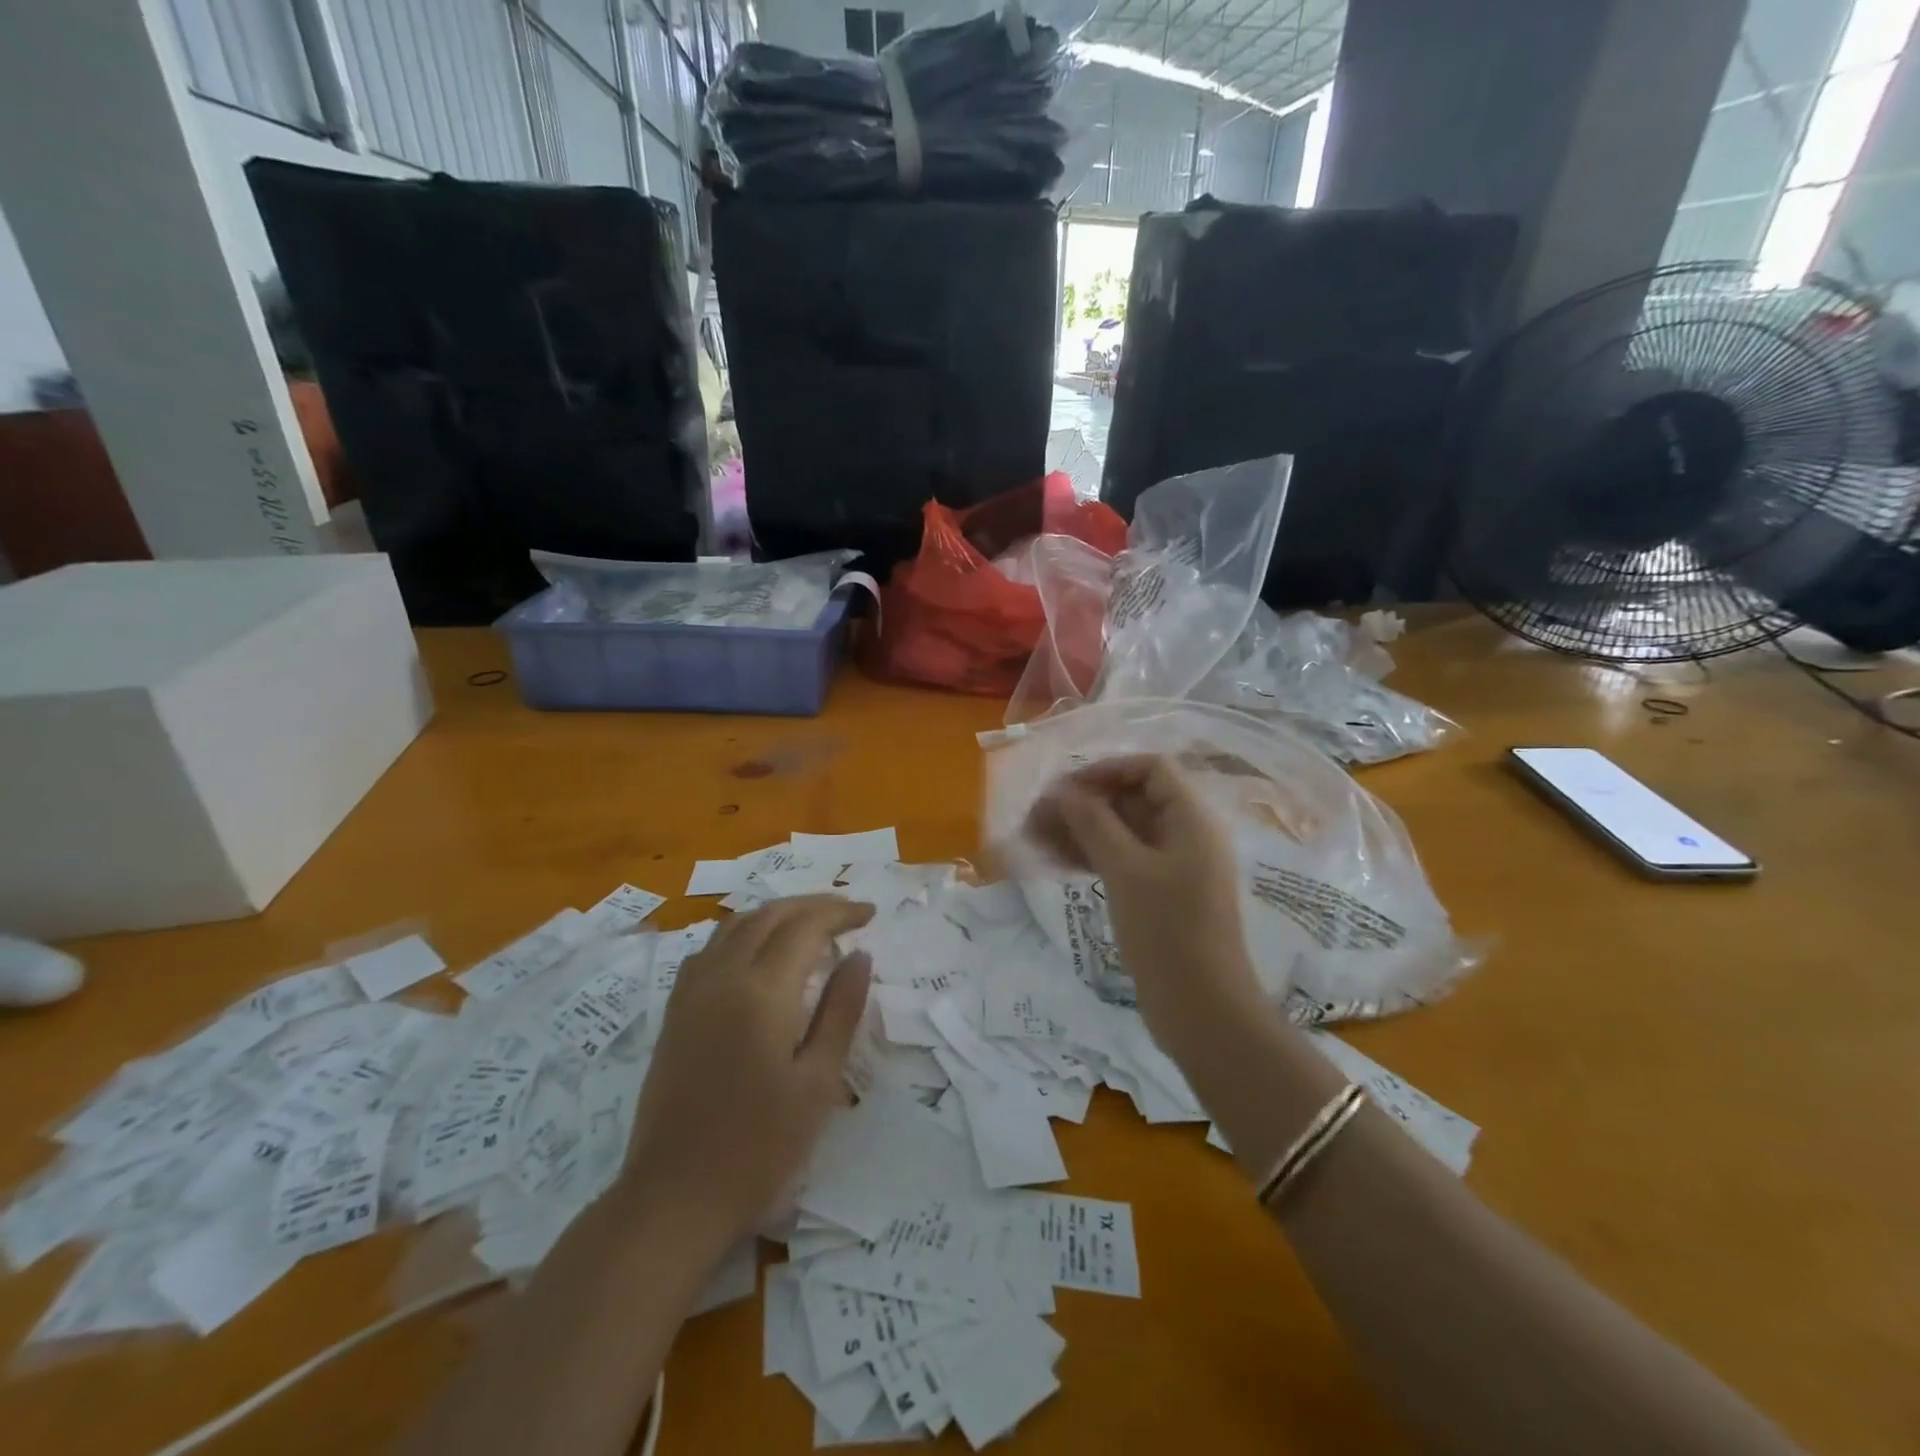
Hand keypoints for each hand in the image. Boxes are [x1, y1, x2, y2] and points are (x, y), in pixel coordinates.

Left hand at [624, 896, 873, 1245]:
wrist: (674, 1198)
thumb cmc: (759, 1147)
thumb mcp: (818, 1082)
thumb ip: (840, 1010)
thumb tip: (860, 956)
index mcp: (762, 990)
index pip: (805, 926)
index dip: (840, 912)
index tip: (870, 914)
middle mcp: (722, 977)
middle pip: (769, 915)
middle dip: (811, 905)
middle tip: (847, 913)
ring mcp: (692, 993)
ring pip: (735, 925)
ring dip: (776, 914)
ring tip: (808, 925)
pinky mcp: (675, 1013)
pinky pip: (709, 950)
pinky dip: (741, 934)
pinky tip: (754, 954)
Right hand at [1026, 755, 1263, 1052]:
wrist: (1202, 1011)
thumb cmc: (1167, 932)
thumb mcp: (1126, 871)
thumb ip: (1094, 823)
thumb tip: (1064, 790)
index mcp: (1192, 820)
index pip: (1150, 769)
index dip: (1107, 770)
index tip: (1065, 788)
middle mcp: (1186, 836)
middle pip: (1133, 799)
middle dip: (1084, 804)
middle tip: (1037, 817)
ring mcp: (1173, 867)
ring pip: (1123, 832)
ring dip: (1081, 830)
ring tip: (1035, 839)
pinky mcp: (1160, 895)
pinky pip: (1123, 860)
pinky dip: (1092, 856)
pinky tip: (1056, 861)